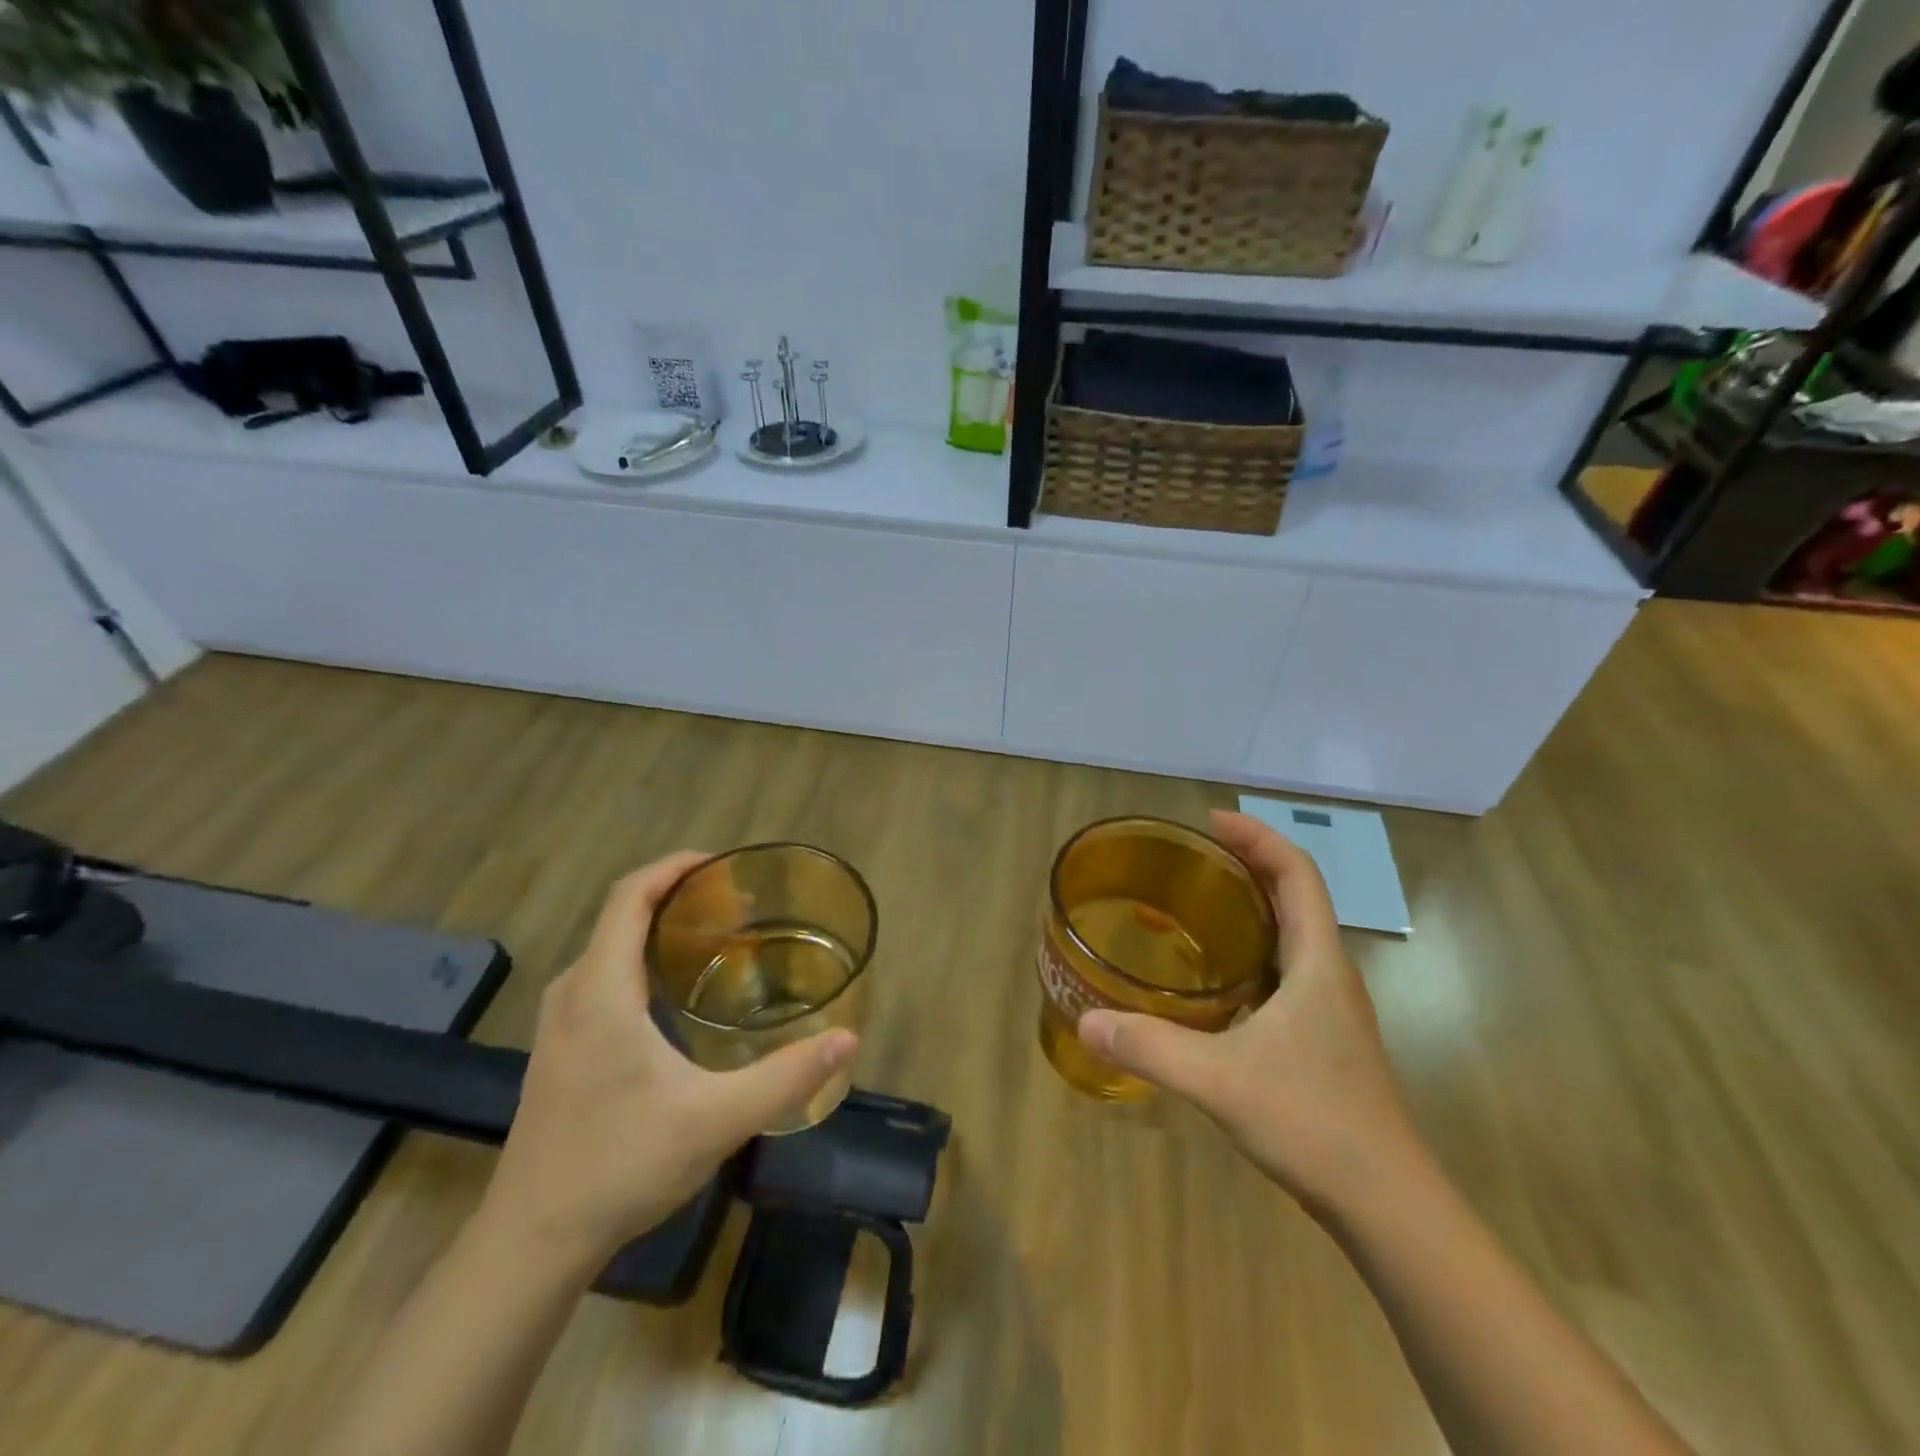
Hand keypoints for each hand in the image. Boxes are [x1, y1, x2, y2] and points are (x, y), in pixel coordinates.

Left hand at [479, 853, 857, 1273]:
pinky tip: (677, 995)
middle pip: (621, 914)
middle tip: (737, 906)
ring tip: (715, 939)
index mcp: (601, 991)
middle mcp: (573, 993)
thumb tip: (847, 1039)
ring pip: (610, 947)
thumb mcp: (716, 1120)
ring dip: (658, 928)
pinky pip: (602, 975)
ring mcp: (559, 1022)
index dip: (674, 867)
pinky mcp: (559, 1048)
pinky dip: (641, 959)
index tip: (723, 865)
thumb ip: (786, 1077)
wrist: (530, 1243)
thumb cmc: (619, 1166)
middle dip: (677, 895)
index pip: (629, 896)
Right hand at [1077, 810, 1418, 1215]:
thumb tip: (1088, 1020)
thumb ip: (1151, 1047)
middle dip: (1251, 863)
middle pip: (1297, 896)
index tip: (1213, 820)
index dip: (1259, 837)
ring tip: (1199, 902)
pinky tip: (1216, 977)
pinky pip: (1286, 969)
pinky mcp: (1323, 1038)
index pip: (1297, 874)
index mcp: (1319, 963)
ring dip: (1254, 905)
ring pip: (1294, 934)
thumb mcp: (1221, 1080)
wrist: (1389, 1206)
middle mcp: (1331, 975)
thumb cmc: (1314, 1123)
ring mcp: (1331, 1009)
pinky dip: (1253, 949)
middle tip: (1196, 855)